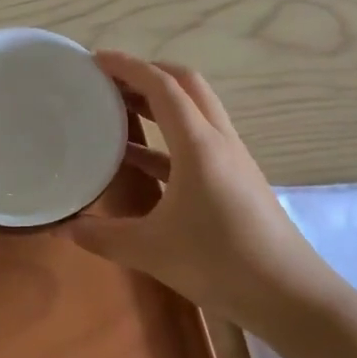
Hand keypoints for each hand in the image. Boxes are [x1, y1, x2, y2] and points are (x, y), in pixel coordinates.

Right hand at [64, 53, 333, 329]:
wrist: (291, 297)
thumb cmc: (220, 263)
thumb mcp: (151, 250)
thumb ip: (103, 236)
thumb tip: (65, 228)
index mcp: (198, 144)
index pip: (162, 86)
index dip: (128, 66)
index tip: (95, 59)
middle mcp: (218, 140)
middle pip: (186, 85)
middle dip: (147, 73)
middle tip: (109, 81)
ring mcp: (232, 159)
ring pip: (195, 111)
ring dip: (160, 103)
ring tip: (119, 110)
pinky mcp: (237, 180)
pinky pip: (197, 141)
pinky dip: (167, 138)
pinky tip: (140, 159)